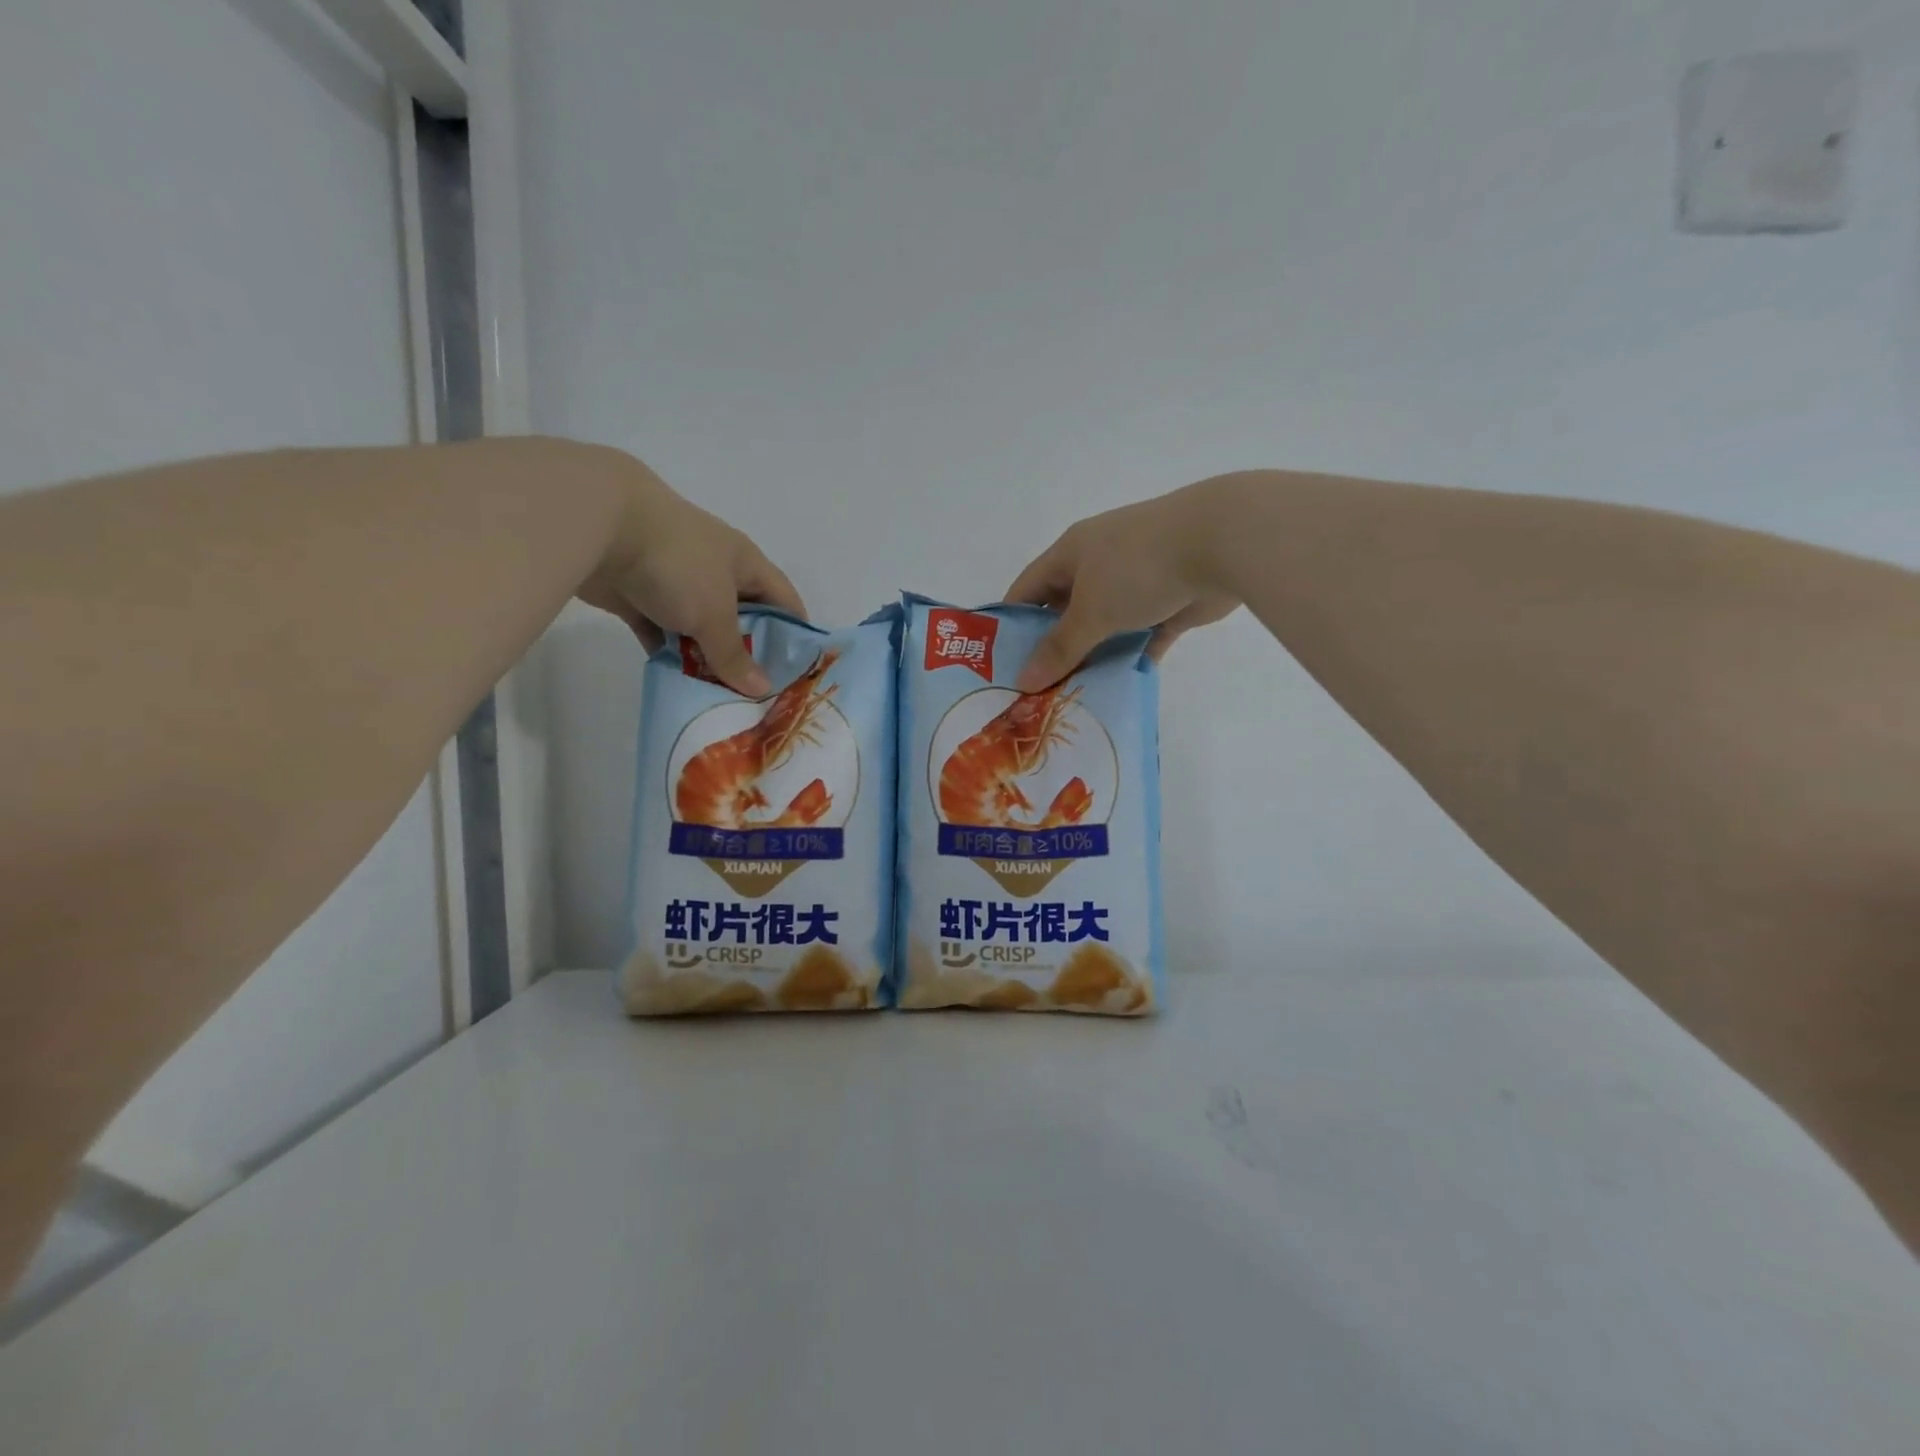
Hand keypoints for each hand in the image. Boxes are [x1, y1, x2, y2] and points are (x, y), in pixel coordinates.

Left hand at [577, 461, 803, 696]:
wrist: (599, 526)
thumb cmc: (678, 564)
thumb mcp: (715, 614)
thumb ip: (735, 655)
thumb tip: (761, 690)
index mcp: (745, 564)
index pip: (784, 600)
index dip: (795, 633)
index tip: (800, 672)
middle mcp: (716, 572)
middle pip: (743, 619)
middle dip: (751, 654)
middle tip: (760, 695)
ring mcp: (677, 583)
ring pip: (701, 629)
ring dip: (708, 659)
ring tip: (722, 699)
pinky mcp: (641, 596)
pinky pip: (664, 633)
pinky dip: (672, 656)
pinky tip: (680, 685)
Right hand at [1006, 479, 1240, 690]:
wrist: (1222, 543)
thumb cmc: (1138, 567)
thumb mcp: (1090, 610)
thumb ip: (1060, 647)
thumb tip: (1024, 680)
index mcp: (1072, 553)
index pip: (1028, 589)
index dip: (1011, 624)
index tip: (997, 664)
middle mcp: (1100, 565)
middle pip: (1065, 610)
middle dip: (1052, 648)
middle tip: (1034, 691)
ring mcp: (1136, 583)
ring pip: (1105, 627)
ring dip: (1092, 657)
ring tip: (1070, 697)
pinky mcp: (1169, 603)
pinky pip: (1142, 636)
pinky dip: (1131, 658)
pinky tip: (1116, 688)